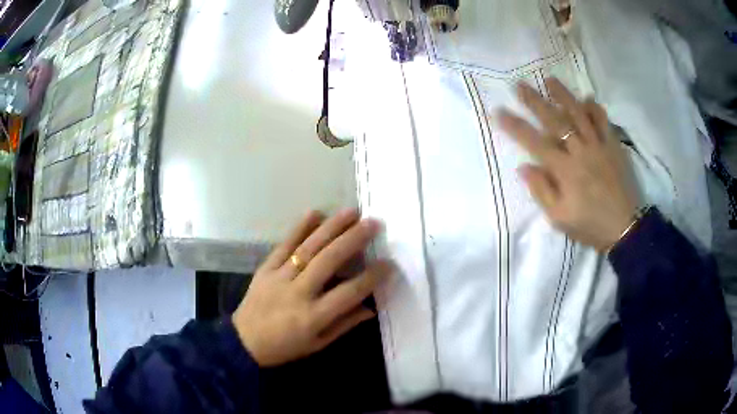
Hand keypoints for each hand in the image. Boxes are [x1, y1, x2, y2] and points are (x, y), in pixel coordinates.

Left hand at [232, 209, 392, 366]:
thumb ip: (344, 323)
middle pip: (329, 261)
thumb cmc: (285, 347)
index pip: (349, 292)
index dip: (371, 277)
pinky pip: (283, 245)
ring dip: (332, 227)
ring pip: (308, 248)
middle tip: (373, 223)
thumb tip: (371, 307)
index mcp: (313, 316)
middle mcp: (298, 293)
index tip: (388, 263)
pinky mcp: (265, 268)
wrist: (244, 341)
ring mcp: (279, 277)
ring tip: (352, 212)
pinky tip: (315, 212)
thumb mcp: (318, 343)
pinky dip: (299, 227)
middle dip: (354, 239)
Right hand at [498, 78, 640, 250]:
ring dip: (563, 95)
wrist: (626, 227)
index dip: (515, 126)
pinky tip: (587, 98)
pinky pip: (603, 122)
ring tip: (550, 80)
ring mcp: (598, 145)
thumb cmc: (590, 225)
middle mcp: (580, 151)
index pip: (535, 143)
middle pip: (555, 121)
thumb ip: (542, 191)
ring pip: (579, 114)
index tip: (499, 111)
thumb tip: (524, 167)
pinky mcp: (613, 146)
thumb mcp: (560, 219)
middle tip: (520, 85)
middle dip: (535, 101)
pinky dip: (595, 108)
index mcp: (564, 170)